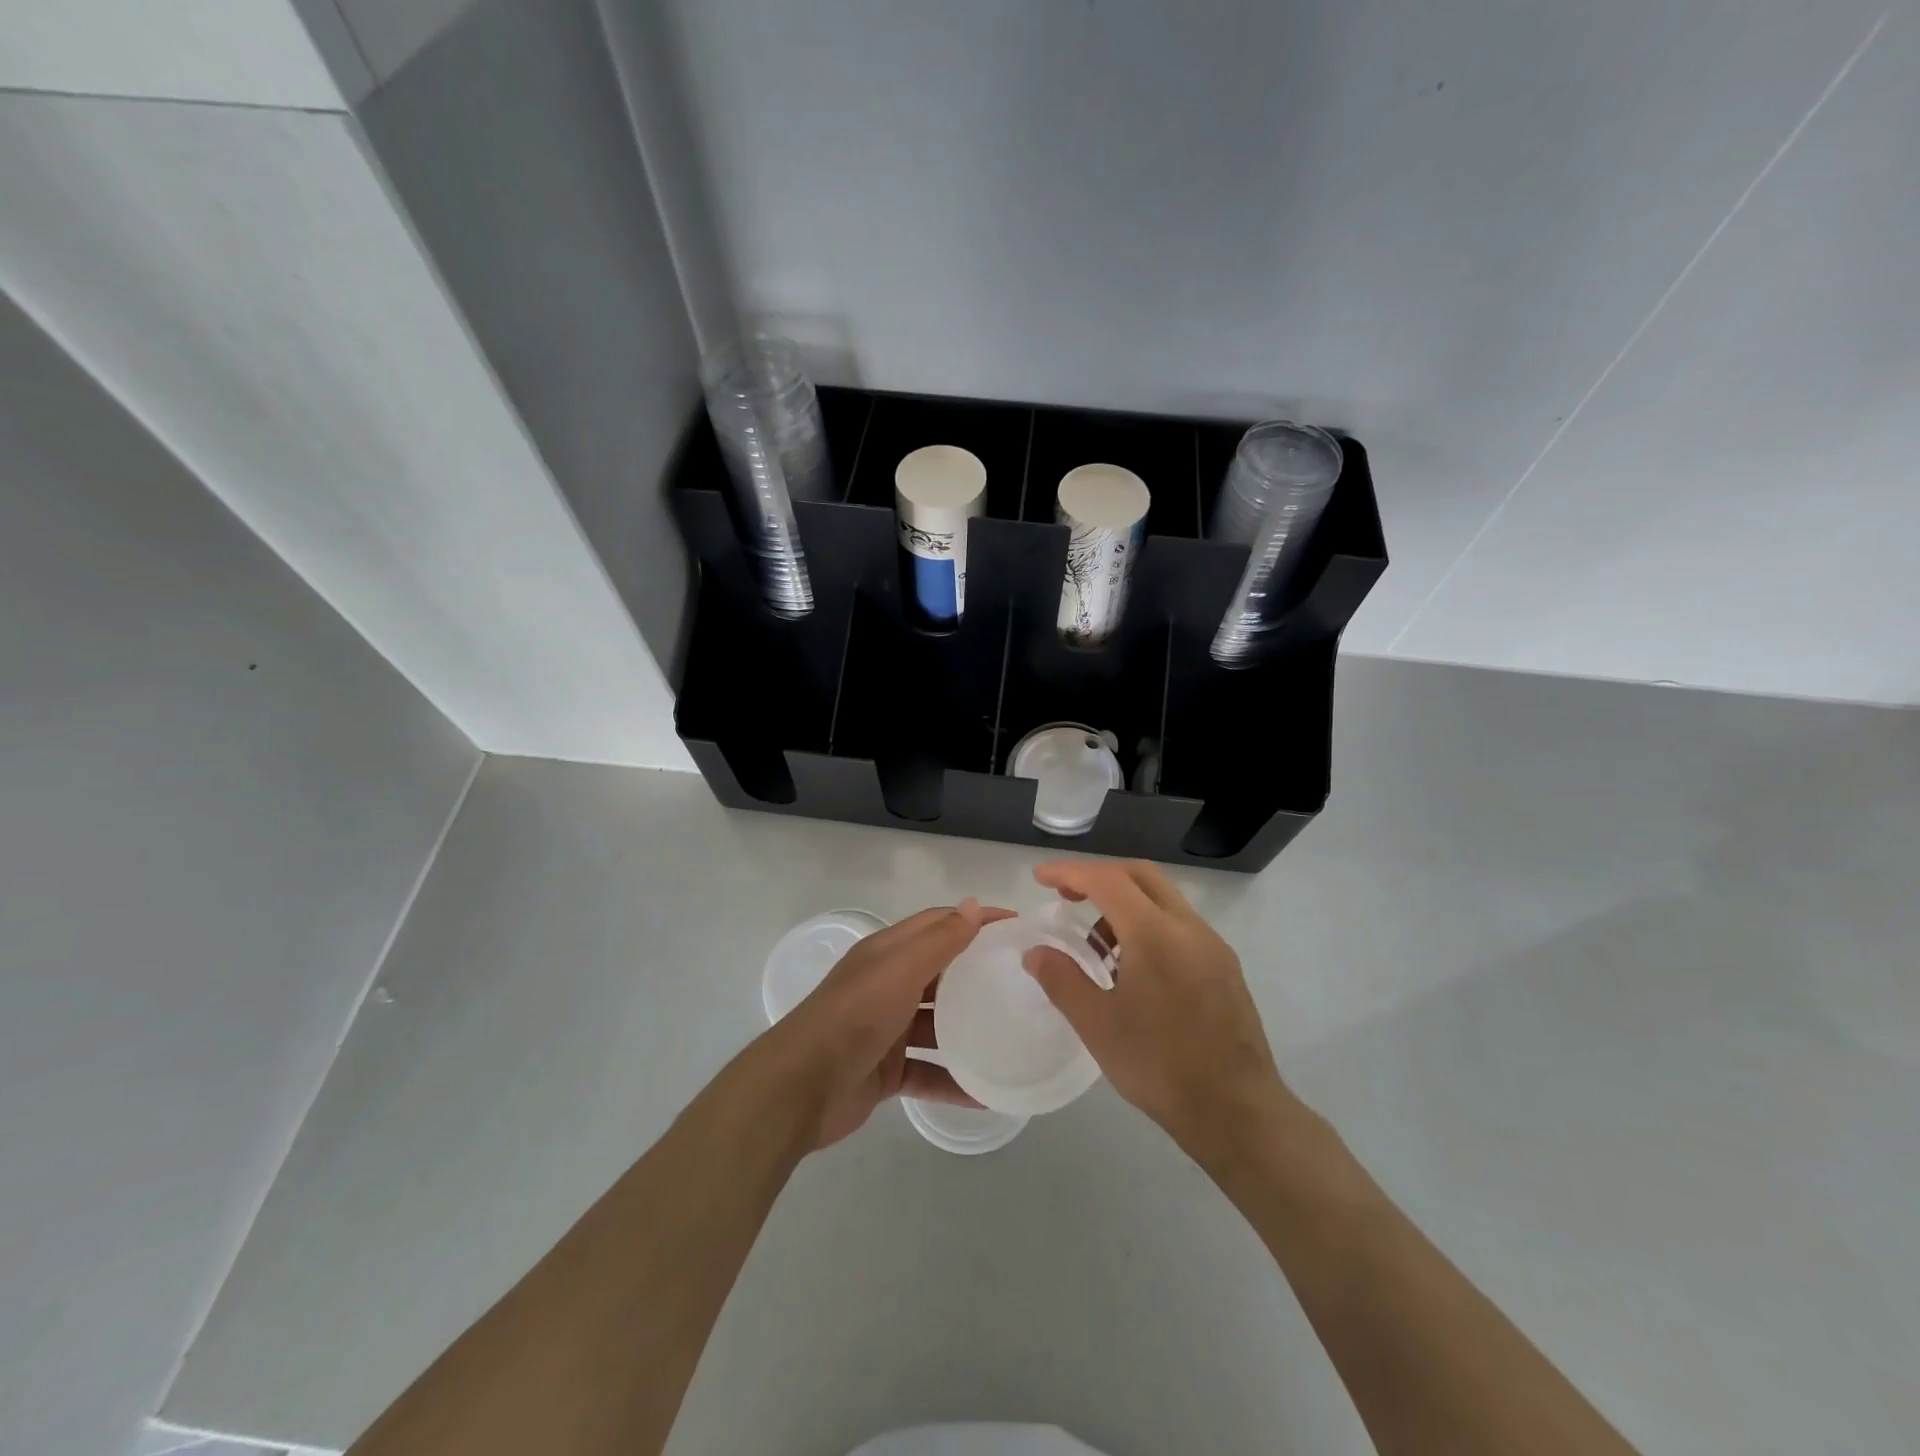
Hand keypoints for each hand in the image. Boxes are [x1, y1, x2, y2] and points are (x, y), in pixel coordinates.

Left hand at [766, 900, 1010, 1148]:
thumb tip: (973, 904)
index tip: (1018, 927)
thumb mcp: (900, 970)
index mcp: (888, 953)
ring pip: (937, 1024)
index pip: (939, 924)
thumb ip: (939, 940)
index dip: (975, 920)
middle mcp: (888, 985)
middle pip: (941, 972)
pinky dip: (955, 1080)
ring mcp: (887, 1030)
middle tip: (1024, 981)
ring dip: (970, 1029)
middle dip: (978, 972)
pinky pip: (929, 1071)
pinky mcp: (887, 1071)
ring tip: (1014, 1034)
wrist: (801, 1087)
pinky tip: (988, 1092)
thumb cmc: (855, 1016)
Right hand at [1022, 860, 1291, 1157]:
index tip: (1040, 877)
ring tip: (1096, 945)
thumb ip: (1061, 980)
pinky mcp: (1224, 967)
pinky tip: (1132, 968)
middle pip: (1140, 875)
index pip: (1107, 880)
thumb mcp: (1097, 1025)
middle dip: (1099, 876)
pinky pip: (1180, 926)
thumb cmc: (1160, 1066)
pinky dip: (1148, 925)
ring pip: (1163, 899)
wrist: (1237, 1112)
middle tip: (1067, 896)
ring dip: (1125, 903)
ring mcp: (1212, 946)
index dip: (1069, 872)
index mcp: (1155, 933)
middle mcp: (1188, 927)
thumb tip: (1036, 952)